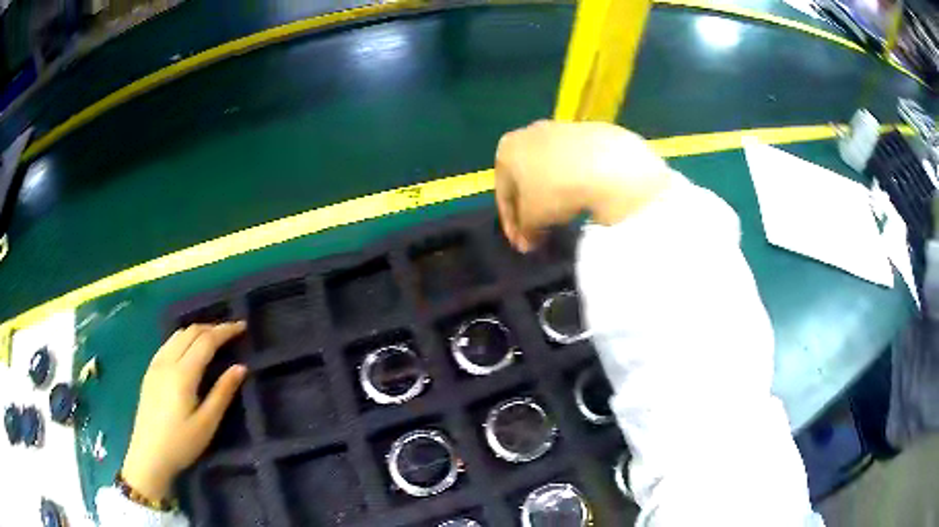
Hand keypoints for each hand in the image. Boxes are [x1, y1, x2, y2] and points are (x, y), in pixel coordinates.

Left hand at [121, 322, 247, 500]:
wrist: (149, 455)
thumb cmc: (181, 443)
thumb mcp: (207, 424)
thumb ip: (222, 393)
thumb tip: (240, 367)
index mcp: (182, 374)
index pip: (206, 341)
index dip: (225, 331)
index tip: (242, 327)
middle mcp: (167, 362)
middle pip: (190, 332)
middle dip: (212, 327)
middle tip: (231, 333)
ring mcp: (155, 365)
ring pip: (177, 335)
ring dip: (197, 331)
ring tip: (213, 339)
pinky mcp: (149, 371)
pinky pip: (168, 343)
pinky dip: (183, 338)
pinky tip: (189, 350)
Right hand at [495, 120, 672, 251]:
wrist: (607, 163)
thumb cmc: (556, 188)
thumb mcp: (532, 219)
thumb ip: (525, 231)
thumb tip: (529, 239)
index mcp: (507, 149)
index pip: (503, 194)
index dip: (512, 225)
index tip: (523, 245)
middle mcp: (530, 133)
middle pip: (527, 179)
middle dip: (533, 209)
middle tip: (541, 235)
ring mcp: (562, 130)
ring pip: (551, 171)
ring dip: (554, 196)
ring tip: (565, 219)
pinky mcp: (591, 133)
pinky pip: (575, 166)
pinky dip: (576, 183)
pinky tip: (586, 200)